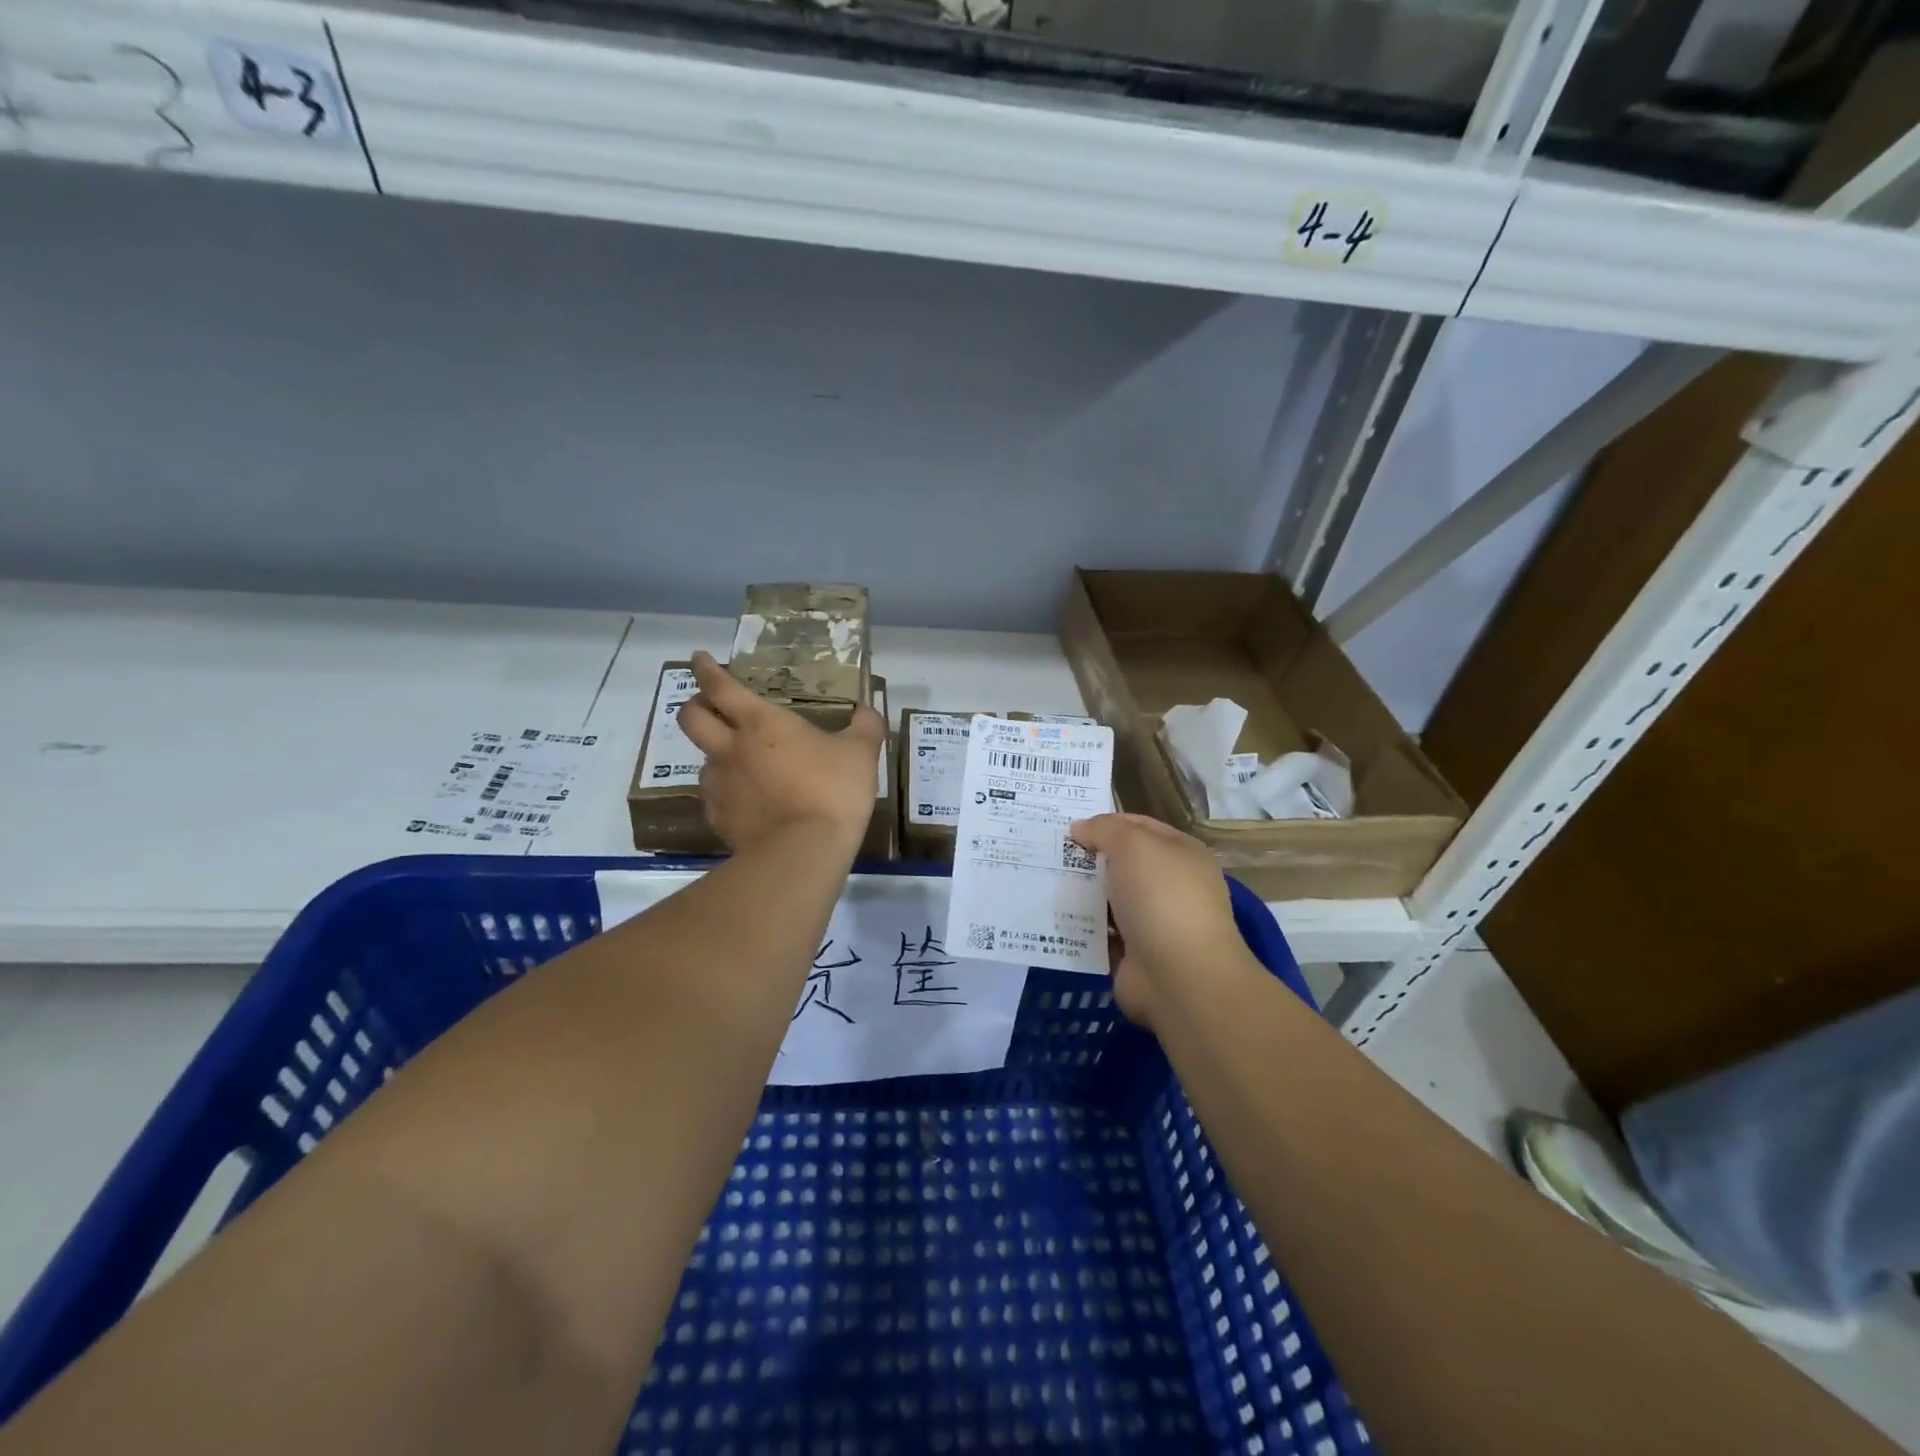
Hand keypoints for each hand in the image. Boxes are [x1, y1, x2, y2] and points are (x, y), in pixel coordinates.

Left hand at [678, 651, 884, 856]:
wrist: (804, 852)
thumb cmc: (832, 791)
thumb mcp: (861, 754)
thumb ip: (866, 727)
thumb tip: (868, 709)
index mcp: (761, 723)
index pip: (721, 687)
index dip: (705, 669)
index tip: (697, 658)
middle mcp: (730, 749)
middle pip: (691, 718)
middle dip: (694, 706)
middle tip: (708, 706)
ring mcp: (720, 786)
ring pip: (703, 761)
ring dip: (715, 755)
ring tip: (739, 763)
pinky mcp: (718, 819)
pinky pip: (714, 798)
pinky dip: (726, 793)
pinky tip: (746, 802)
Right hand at [1068, 813, 1262, 1030]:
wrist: (1179, 976)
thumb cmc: (1161, 897)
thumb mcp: (1133, 845)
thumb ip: (1104, 829)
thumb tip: (1080, 829)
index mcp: (1181, 854)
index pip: (1139, 826)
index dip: (1105, 823)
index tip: (1067, 826)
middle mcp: (1171, 885)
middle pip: (1121, 863)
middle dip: (1088, 858)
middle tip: (1048, 853)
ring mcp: (1153, 922)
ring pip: (1108, 899)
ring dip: (1081, 893)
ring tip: (1040, 883)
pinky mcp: (1134, 954)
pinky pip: (1100, 933)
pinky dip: (1080, 928)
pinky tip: (1052, 918)